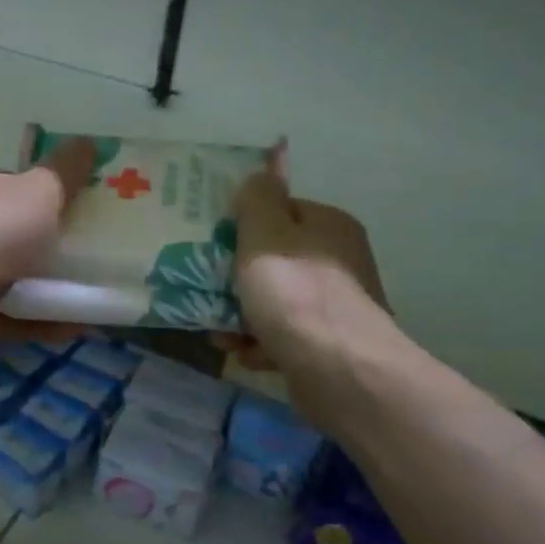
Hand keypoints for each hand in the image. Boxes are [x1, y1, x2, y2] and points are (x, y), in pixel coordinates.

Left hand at [0, 137, 95, 357]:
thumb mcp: (40, 188)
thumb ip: (66, 169)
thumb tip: (91, 141)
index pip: (19, 186)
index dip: (53, 192)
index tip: (92, 203)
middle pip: (25, 235)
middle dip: (61, 243)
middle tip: (109, 250)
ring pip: (26, 280)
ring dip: (60, 287)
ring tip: (106, 290)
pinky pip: (26, 318)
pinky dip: (53, 321)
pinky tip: (88, 324)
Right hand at [221, 146, 392, 387]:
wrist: (338, 371)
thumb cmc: (294, 295)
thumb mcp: (265, 235)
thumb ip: (257, 199)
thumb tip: (262, 172)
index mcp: (327, 226)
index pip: (278, 212)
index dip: (242, 226)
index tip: (212, 245)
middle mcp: (336, 260)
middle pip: (271, 260)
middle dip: (234, 278)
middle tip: (206, 291)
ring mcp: (333, 305)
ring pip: (272, 300)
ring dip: (239, 314)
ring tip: (219, 332)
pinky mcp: (325, 344)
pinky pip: (281, 334)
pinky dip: (259, 342)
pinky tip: (244, 353)